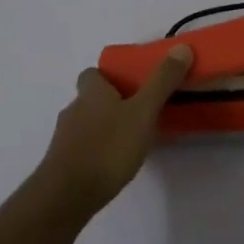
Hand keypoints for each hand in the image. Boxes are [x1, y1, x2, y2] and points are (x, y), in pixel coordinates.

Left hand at [36, 45, 194, 212]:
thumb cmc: (108, 148)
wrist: (67, 195)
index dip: (109, 76)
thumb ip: (161, 82)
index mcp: (91, 92)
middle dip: (111, 103)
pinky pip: (82, 148)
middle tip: (138, 114)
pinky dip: (96, 150)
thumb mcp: (142, 112)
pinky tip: (113, 164)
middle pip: (90, 99)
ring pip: (86, 124)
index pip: (93, 73)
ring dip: (104, 128)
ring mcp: (64, 137)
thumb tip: (181, 48)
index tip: (131, 85)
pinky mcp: (62, 163)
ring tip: (130, 142)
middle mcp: (74, 109)